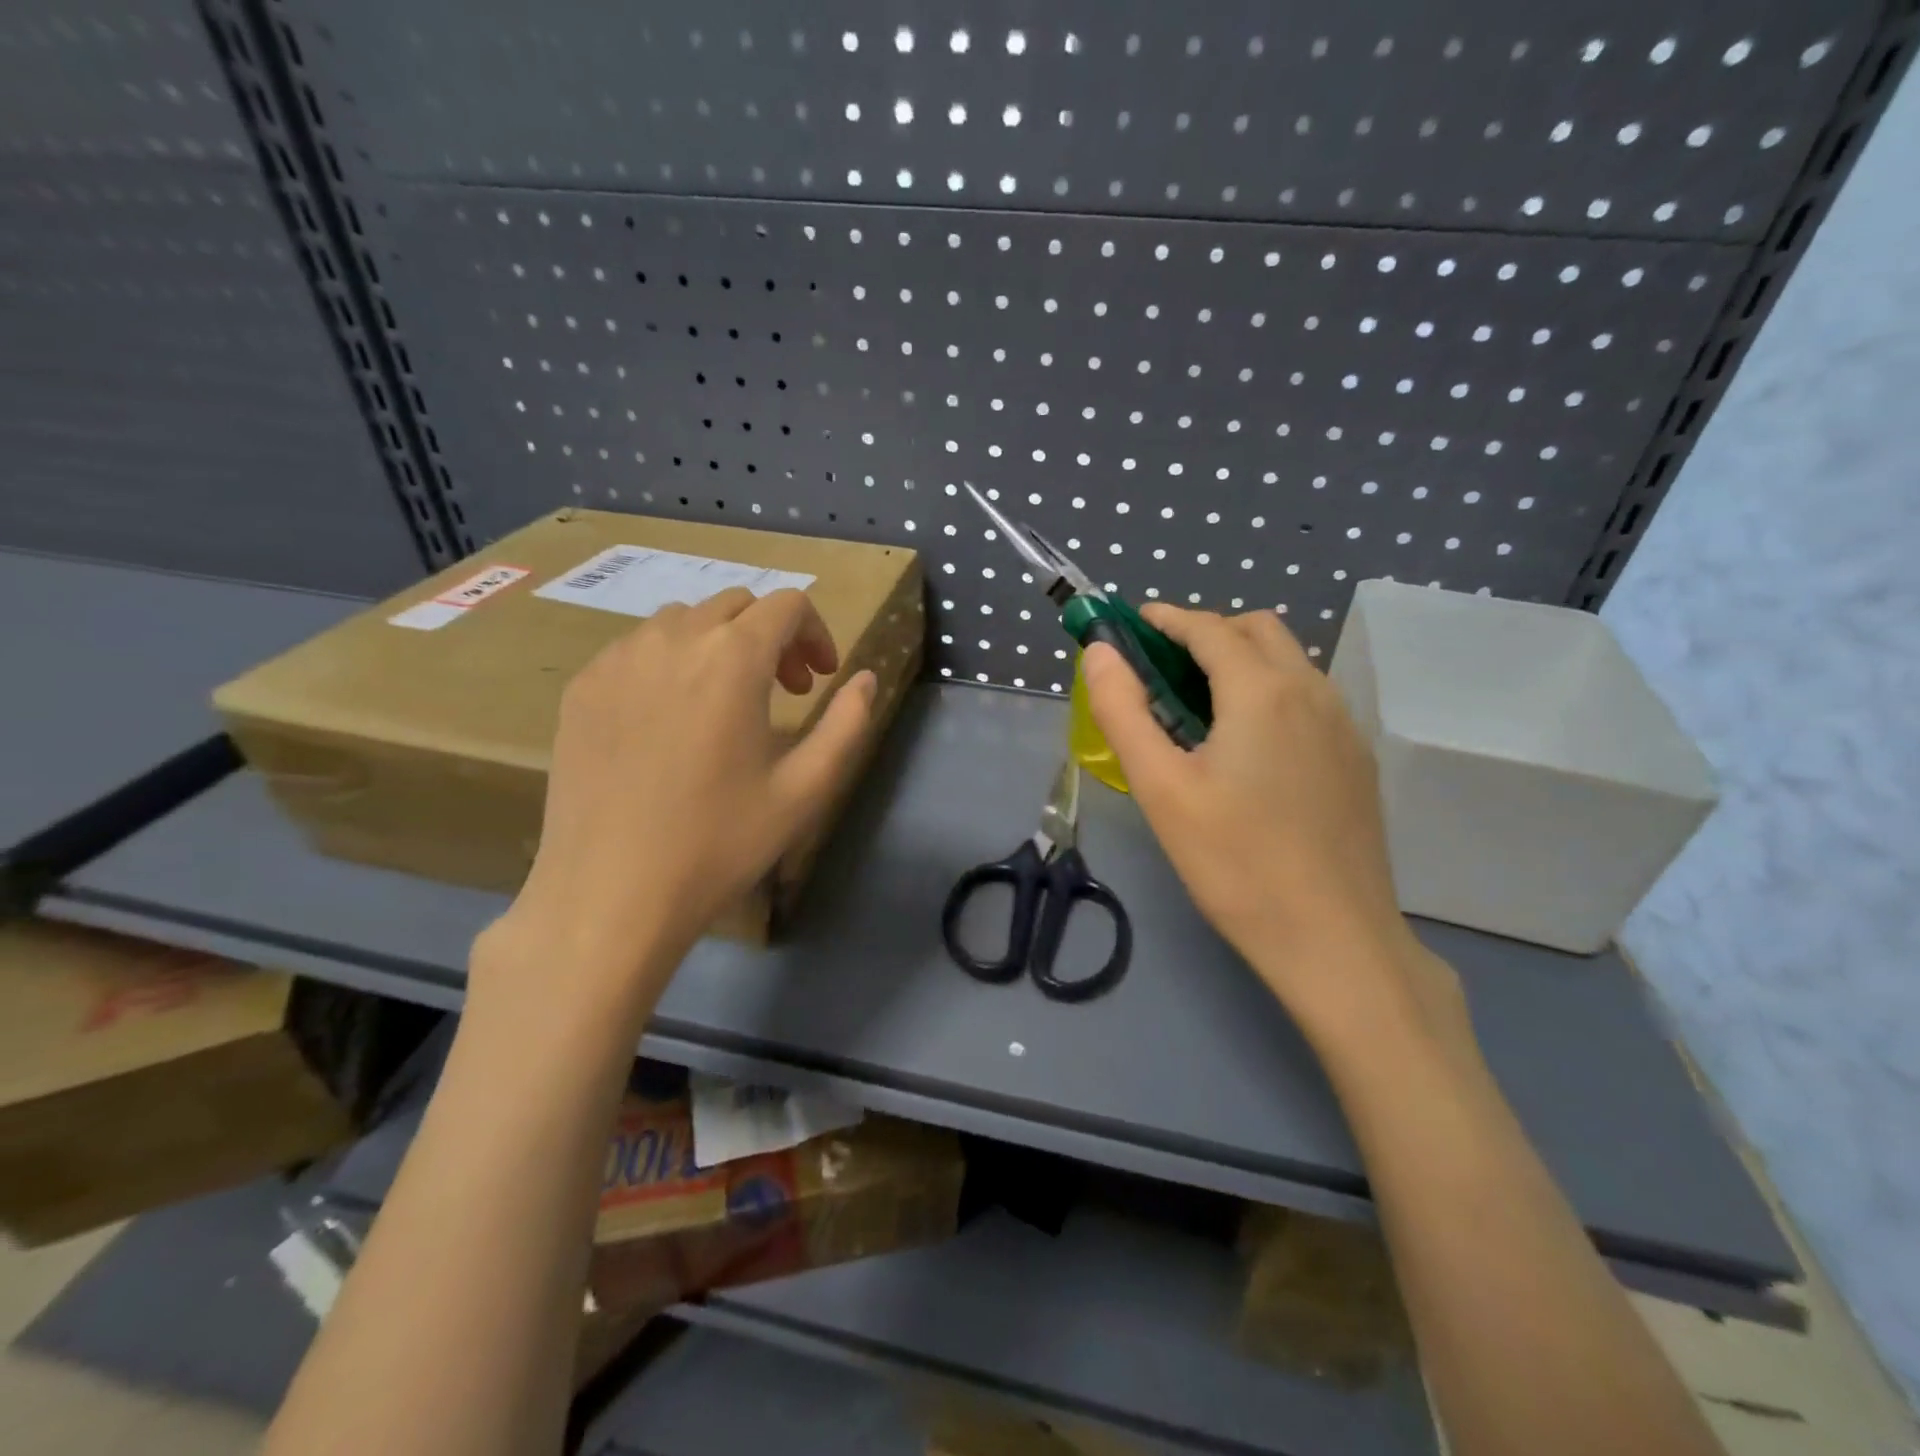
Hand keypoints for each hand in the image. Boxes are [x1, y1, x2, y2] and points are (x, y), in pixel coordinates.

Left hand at [473, 588, 875, 1028]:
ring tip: (727, 703)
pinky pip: (637, 648)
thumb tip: (865, 679)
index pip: (786, 605)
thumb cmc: (719, 842)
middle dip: (772, 636)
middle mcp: (672, 640)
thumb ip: (847, 724)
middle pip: (735, 605)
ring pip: (683, 621)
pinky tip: (672, 719)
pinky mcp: (582, 687)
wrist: (610, 893)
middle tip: (784, 692)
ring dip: (720, 645)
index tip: (820, 679)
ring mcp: (617, 660)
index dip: (816, 632)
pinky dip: (671, 662)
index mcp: (732, 659)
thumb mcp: (805, 789)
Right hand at [1083, 606, 1459, 1033]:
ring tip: (1200, 704)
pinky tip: (1248, 745)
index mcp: (1263, 691)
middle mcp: (1312, 692)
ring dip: (1243, 660)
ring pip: (1291, 664)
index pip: (1210, 629)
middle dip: (1208, 632)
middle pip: (1259, 631)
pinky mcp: (1357, 760)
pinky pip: (1310, 698)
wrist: (1334, 940)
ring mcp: (1344, 726)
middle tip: (1163, 666)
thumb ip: (1124, 712)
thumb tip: (1101, 654)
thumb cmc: (1234, 863)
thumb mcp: (1161, 788)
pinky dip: (1271, 692)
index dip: (1167, 619)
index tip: (1134, 623)